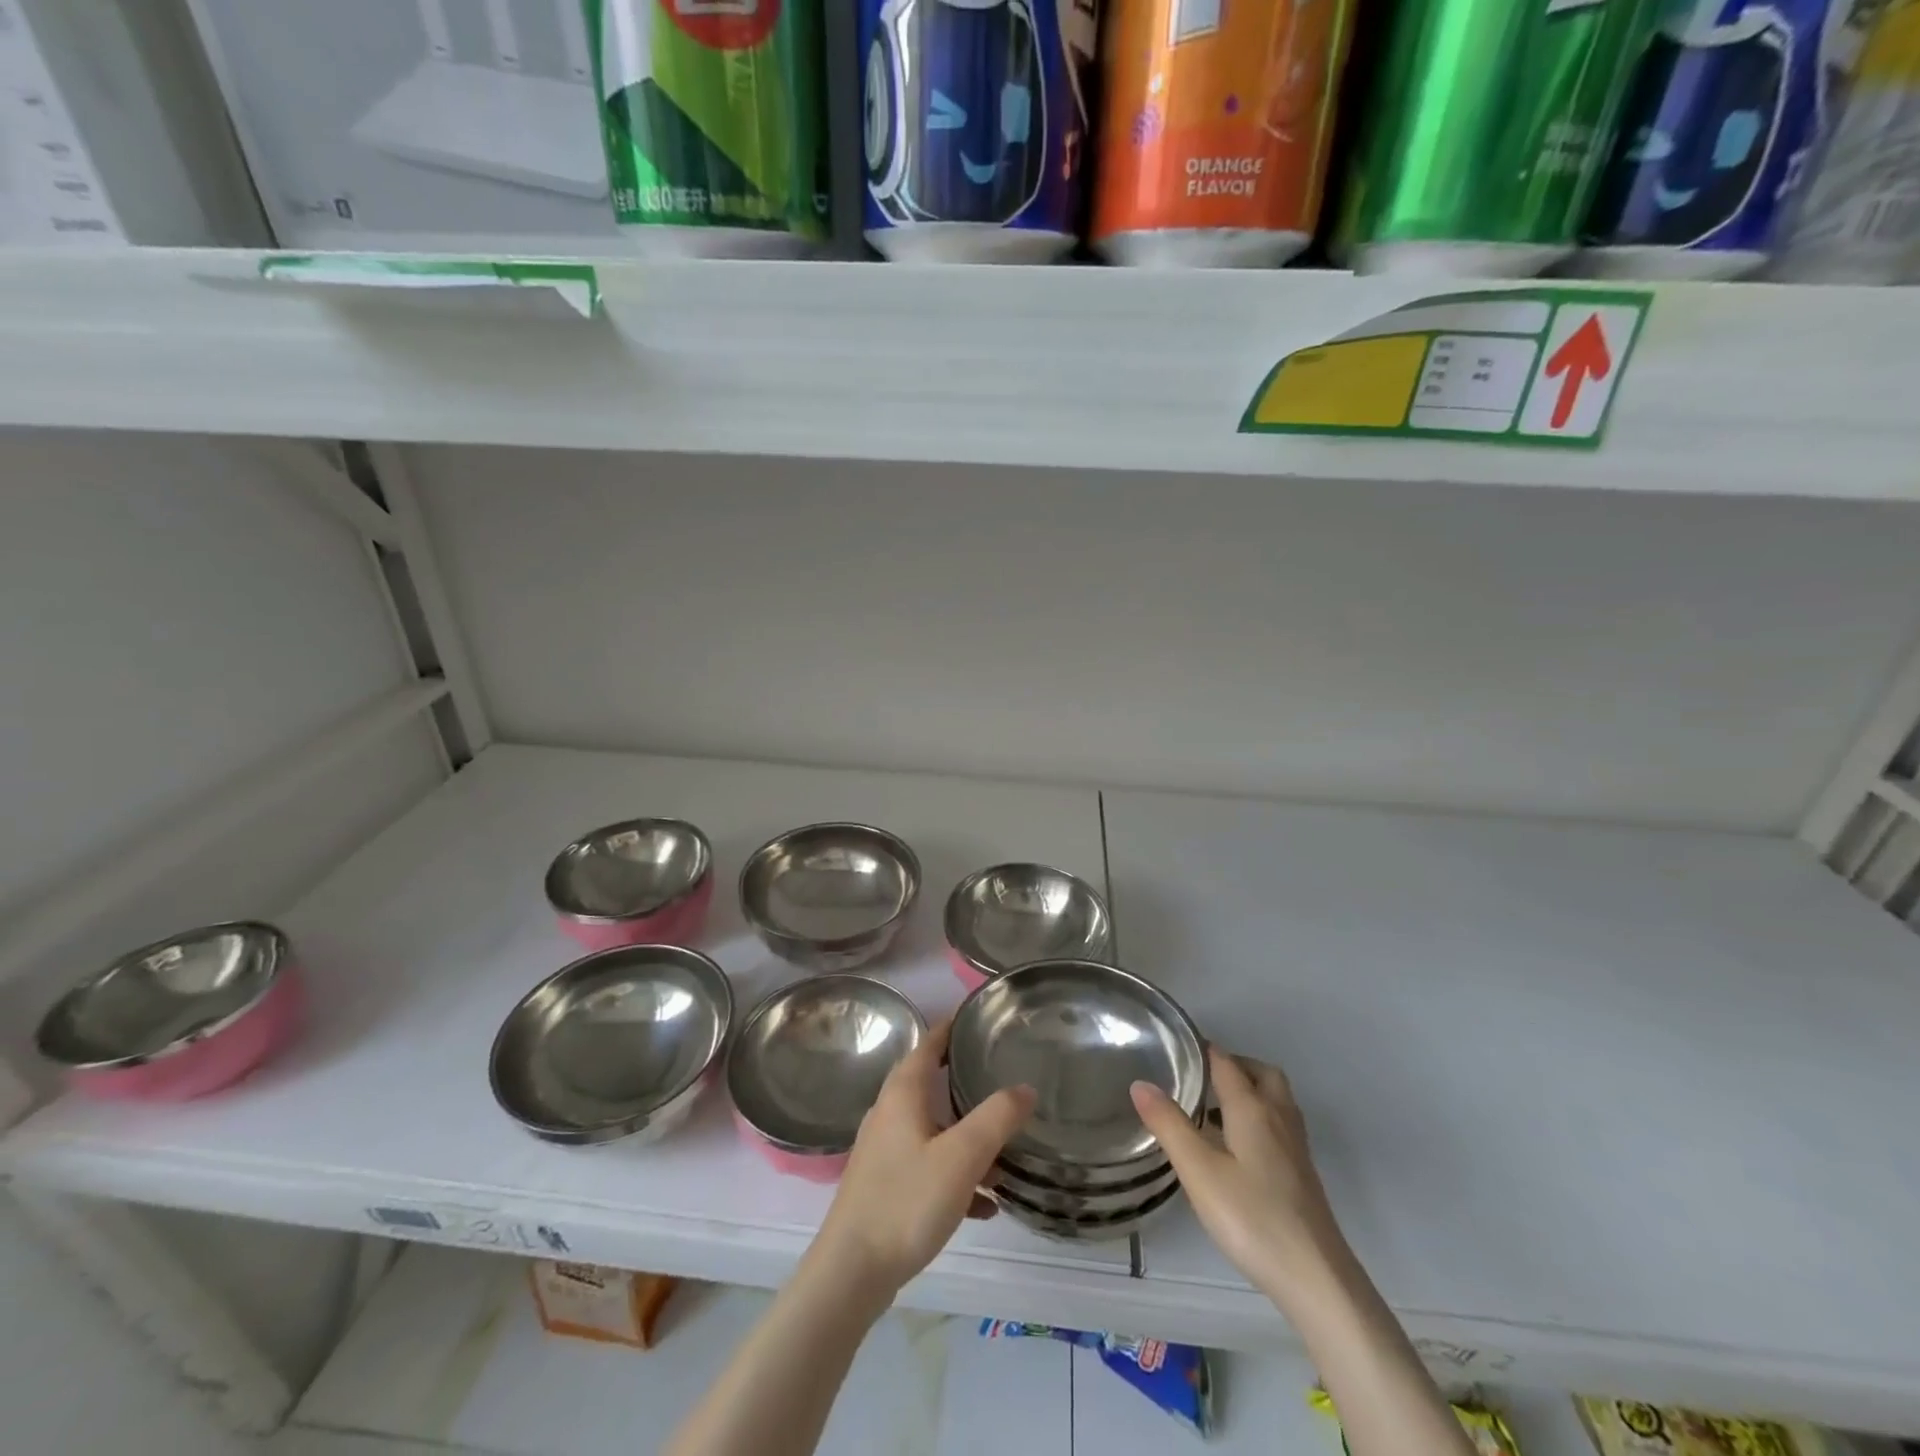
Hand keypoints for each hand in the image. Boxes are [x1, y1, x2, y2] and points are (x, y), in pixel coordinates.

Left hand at [812, 1016, 1035, 1300]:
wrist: (851, 1273)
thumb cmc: (906, 1201)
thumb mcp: (962, 1156)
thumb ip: (997, 1117)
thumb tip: (1025, 1087)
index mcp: (903, 1092)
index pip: (930, 1042)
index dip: (954, 1027)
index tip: (982, 1018)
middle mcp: (890, 1112)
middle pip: (932, 1083)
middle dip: (967, 1082)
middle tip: (1004, 1080)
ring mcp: (885, 1150)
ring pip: (934, 1129)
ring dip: (967, 1137)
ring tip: (1005, 1154)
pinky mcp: (885, 1184)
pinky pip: (928, 1165)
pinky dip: (955, 1174)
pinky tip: (984, 1205)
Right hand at [1131, 1047, 1344, 1303]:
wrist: (1317, 1279)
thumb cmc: (1252, 1218)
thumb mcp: (1199, 1171)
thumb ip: (1169, 1125)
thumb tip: (1140, 1083)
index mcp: (1253, 1108)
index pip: (1227, 1062)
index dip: (1203, 1050)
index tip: (1176, 1047)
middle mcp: (1279, 1118)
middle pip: (1261, 1073)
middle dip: (1233, 1065)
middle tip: (1201, 1076)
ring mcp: (1295, 1148)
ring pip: (1275, 1100)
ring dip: (1248, 1091)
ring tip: (1214, 1108)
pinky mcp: (1302, 1175)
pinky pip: (1278, 1125)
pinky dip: (1257, 1118)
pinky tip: (1237, 1148)